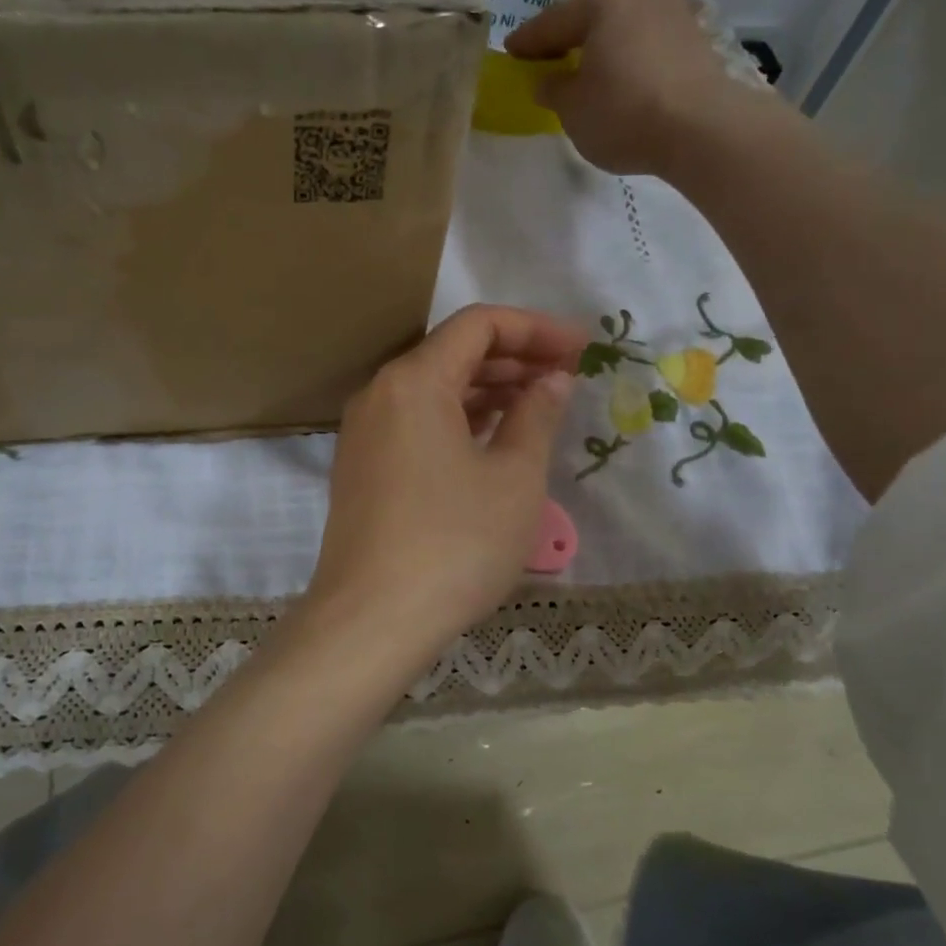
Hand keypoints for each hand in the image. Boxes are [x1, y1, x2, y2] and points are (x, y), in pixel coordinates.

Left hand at [305, 305, 582, 659]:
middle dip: (515, 358)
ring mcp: (365, 434)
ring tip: (540, 406)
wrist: (371, 621)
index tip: (582, 348)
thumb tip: (551, 380)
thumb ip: (537, 416)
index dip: (536, 328)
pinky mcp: (363, 469)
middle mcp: (380, 395)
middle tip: (568, 377)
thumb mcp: (513, 478)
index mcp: (413, 380)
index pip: (478, 325)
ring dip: (488, 391)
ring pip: (433, 391)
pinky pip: (416, 424)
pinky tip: (494, 440)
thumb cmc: (454, 544)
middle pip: (453, 353)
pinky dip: (458, 421)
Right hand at [504, 0, 784, 177]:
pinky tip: (619, 81)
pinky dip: (628, 61)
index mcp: (604, 4)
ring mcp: (673, 16)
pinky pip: (647, 47)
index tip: (510, 51)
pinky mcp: (695, 42)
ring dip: (602, 50)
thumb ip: (553, 90)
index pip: (554, 22)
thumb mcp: (572, 109)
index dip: (528, 40)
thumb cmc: (623, 113)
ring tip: (585, 72)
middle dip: (568, 40)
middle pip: (593, 19)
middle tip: (547, 59)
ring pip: (623, 31)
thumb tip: (548, 80)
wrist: (700, 129)